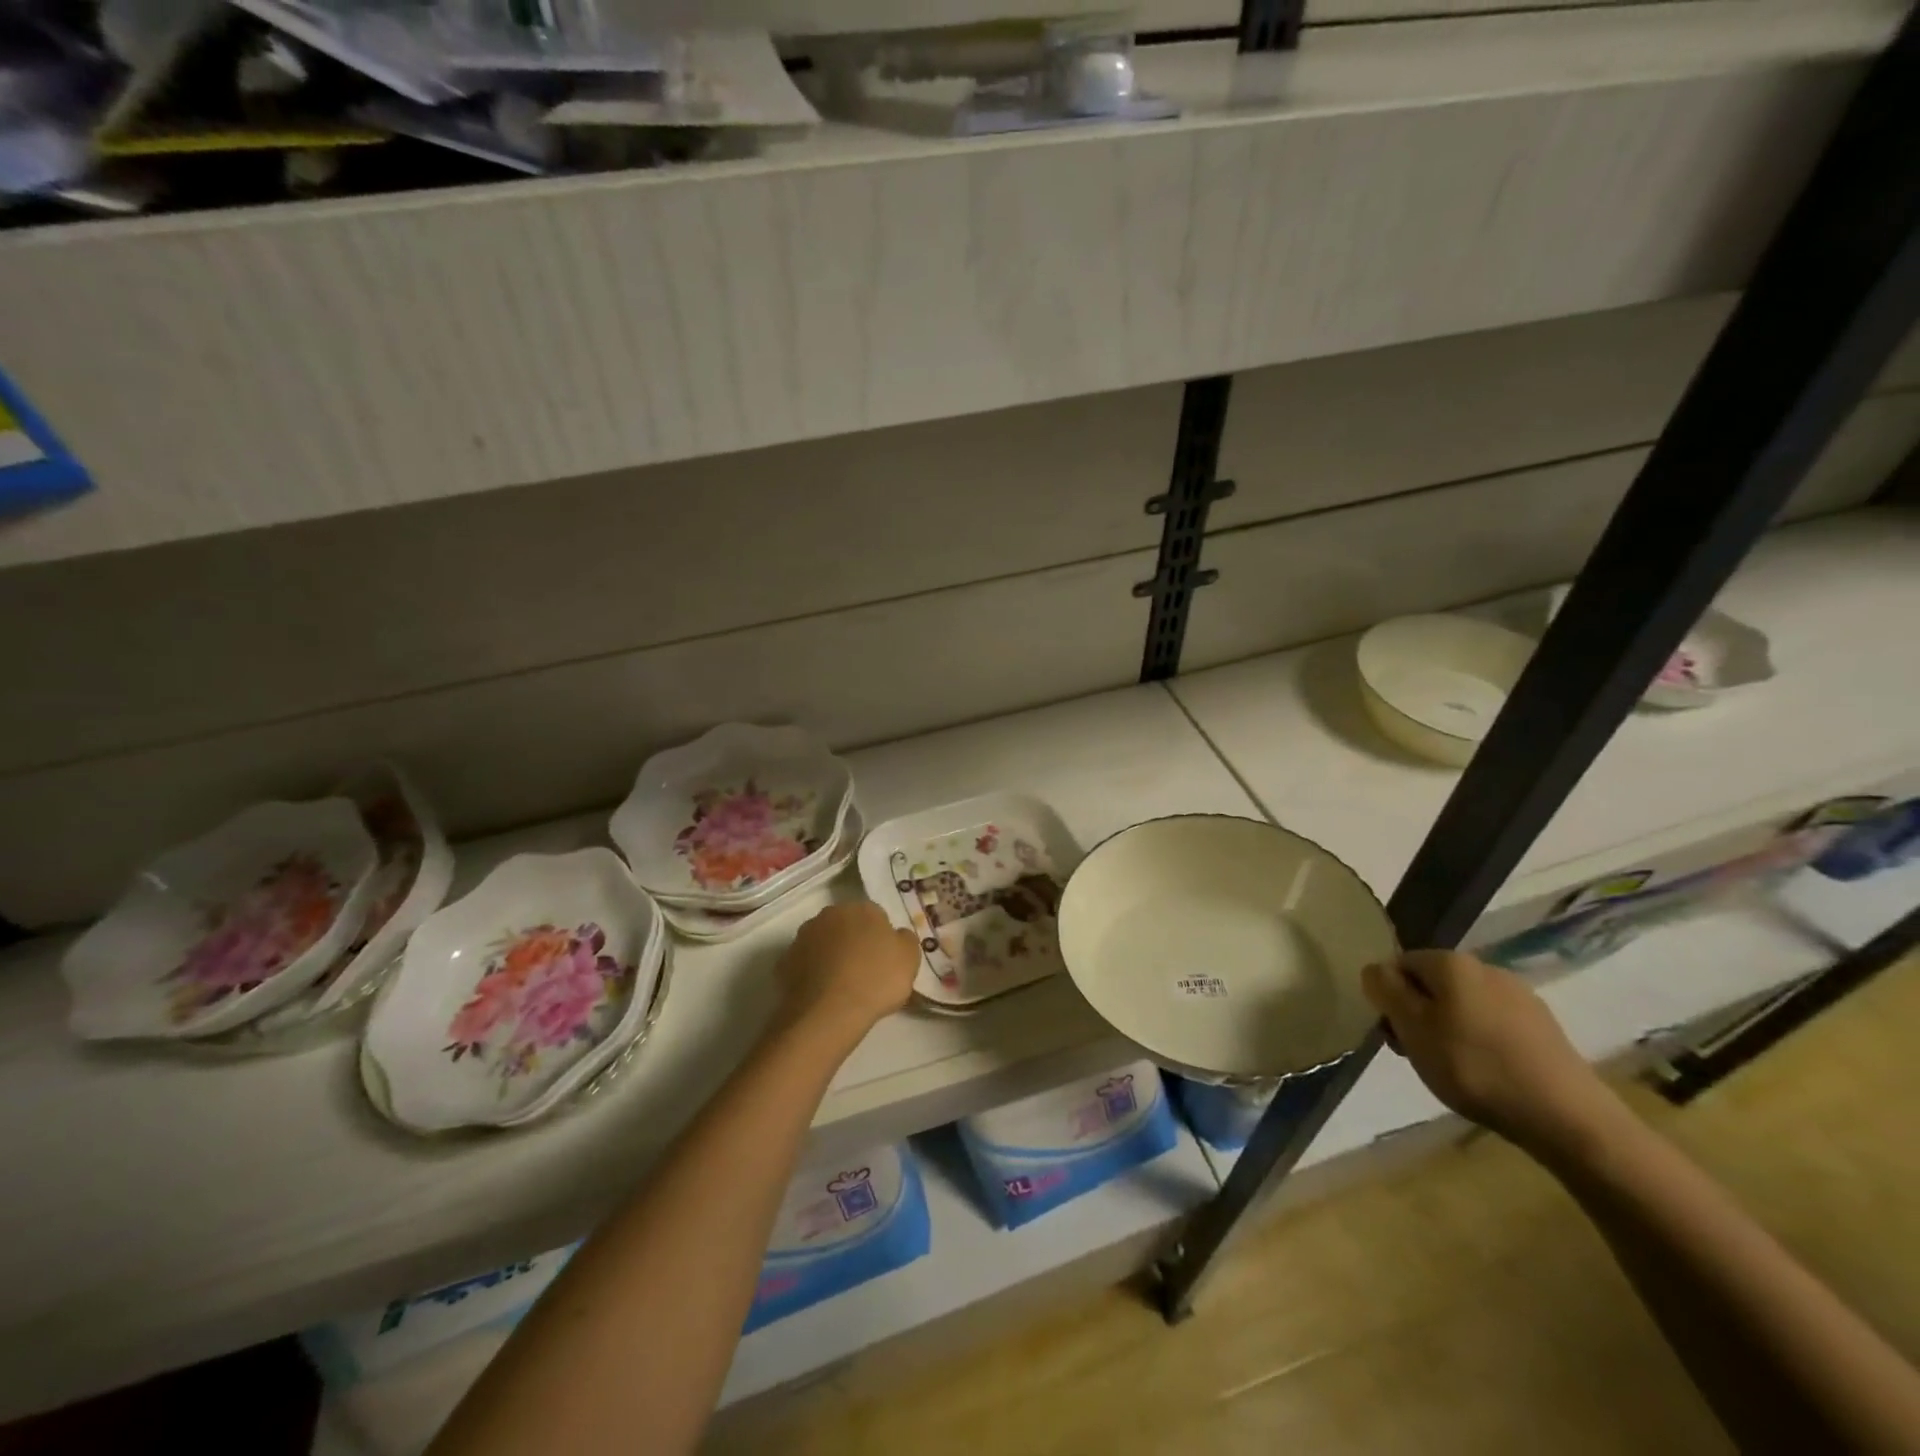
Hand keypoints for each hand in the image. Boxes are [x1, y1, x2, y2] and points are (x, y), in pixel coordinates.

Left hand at [770, 902, 919, 1047]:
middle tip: (865, 971)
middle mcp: (829, 914)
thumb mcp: (910, 958)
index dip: (881, 938)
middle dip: (854, 942)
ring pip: (823, 943)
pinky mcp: (785, 961)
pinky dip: (813, 974)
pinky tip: (822, 994)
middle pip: (846, 925)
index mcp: (861, 908)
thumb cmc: (876, 980)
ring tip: (842, 985)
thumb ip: (904, 939)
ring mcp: (803, 937)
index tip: (885, 960)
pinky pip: (806, 964)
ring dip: (831, 956)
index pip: (876, 916)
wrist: (829, 1012)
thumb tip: (896, 935)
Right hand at [1362, 949, 1621, 1161]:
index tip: (1394, 1033)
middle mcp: (1486, 967)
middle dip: (1418, 1014)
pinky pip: (1493, 1025)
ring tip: (1452, 1068)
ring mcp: (1520, 997)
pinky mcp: (1544, 1028)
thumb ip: (1386, 990)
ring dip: (1448, 1029)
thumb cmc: (1474, 1067)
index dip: (1389, 997)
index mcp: (1451, 961)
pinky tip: (1487, 1073)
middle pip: (1433, 984)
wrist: (1566, 1117)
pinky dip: (1480, 1043)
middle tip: (1418, 1054)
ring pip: (1463, 1004)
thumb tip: (1375, 970)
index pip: (1400, 963)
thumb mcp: (1412, 1027)